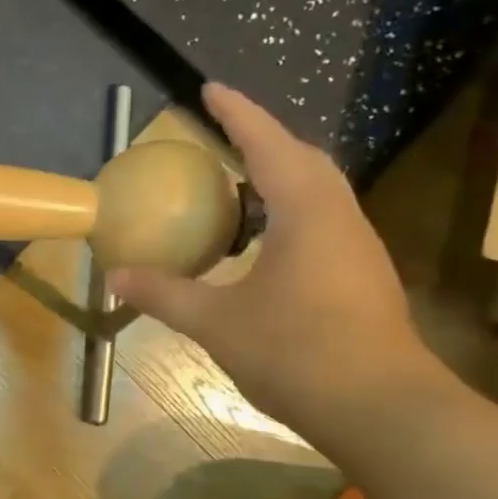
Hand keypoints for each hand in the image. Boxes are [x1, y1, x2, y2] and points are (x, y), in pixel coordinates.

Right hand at [108, 83, 441, 435]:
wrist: (382, 410)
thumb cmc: (297, 352)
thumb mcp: (217, 322)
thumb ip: (164, 294)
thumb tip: (114, 276)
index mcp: (307, 214)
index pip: (269, 146)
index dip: (238, 115)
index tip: (210, 88)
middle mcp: (340, 219)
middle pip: (304, 161)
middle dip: (264, 140)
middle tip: (223, 137)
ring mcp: (357, 250)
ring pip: (318, 193)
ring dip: (280, 177)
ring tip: (238, 183)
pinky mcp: (361, 278)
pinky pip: (321, 223)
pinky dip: (288, 213)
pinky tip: (261, 243)